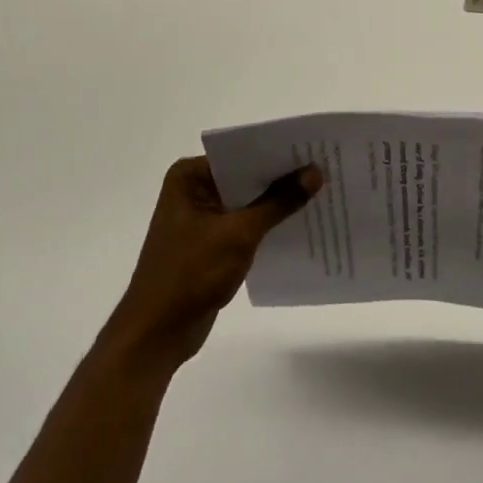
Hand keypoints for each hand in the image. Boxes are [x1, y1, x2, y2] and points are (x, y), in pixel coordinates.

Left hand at [102, 156, 321, 375]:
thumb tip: (316, 172)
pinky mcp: (210, 242)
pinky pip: (245, 223)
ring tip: (321, 192)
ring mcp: (201, 217)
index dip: (278, 152)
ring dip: (277, 201)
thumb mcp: (240, 233)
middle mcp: (193, 189)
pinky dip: (268, 223)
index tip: (314, 148)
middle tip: (325, 168)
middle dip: (282, 176)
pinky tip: (300, 222)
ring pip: (248, 200)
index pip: (242, 153)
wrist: (156, 334)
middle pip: (246, 175)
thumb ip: (279, 201)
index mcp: (189, 177)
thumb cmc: (191, 274)